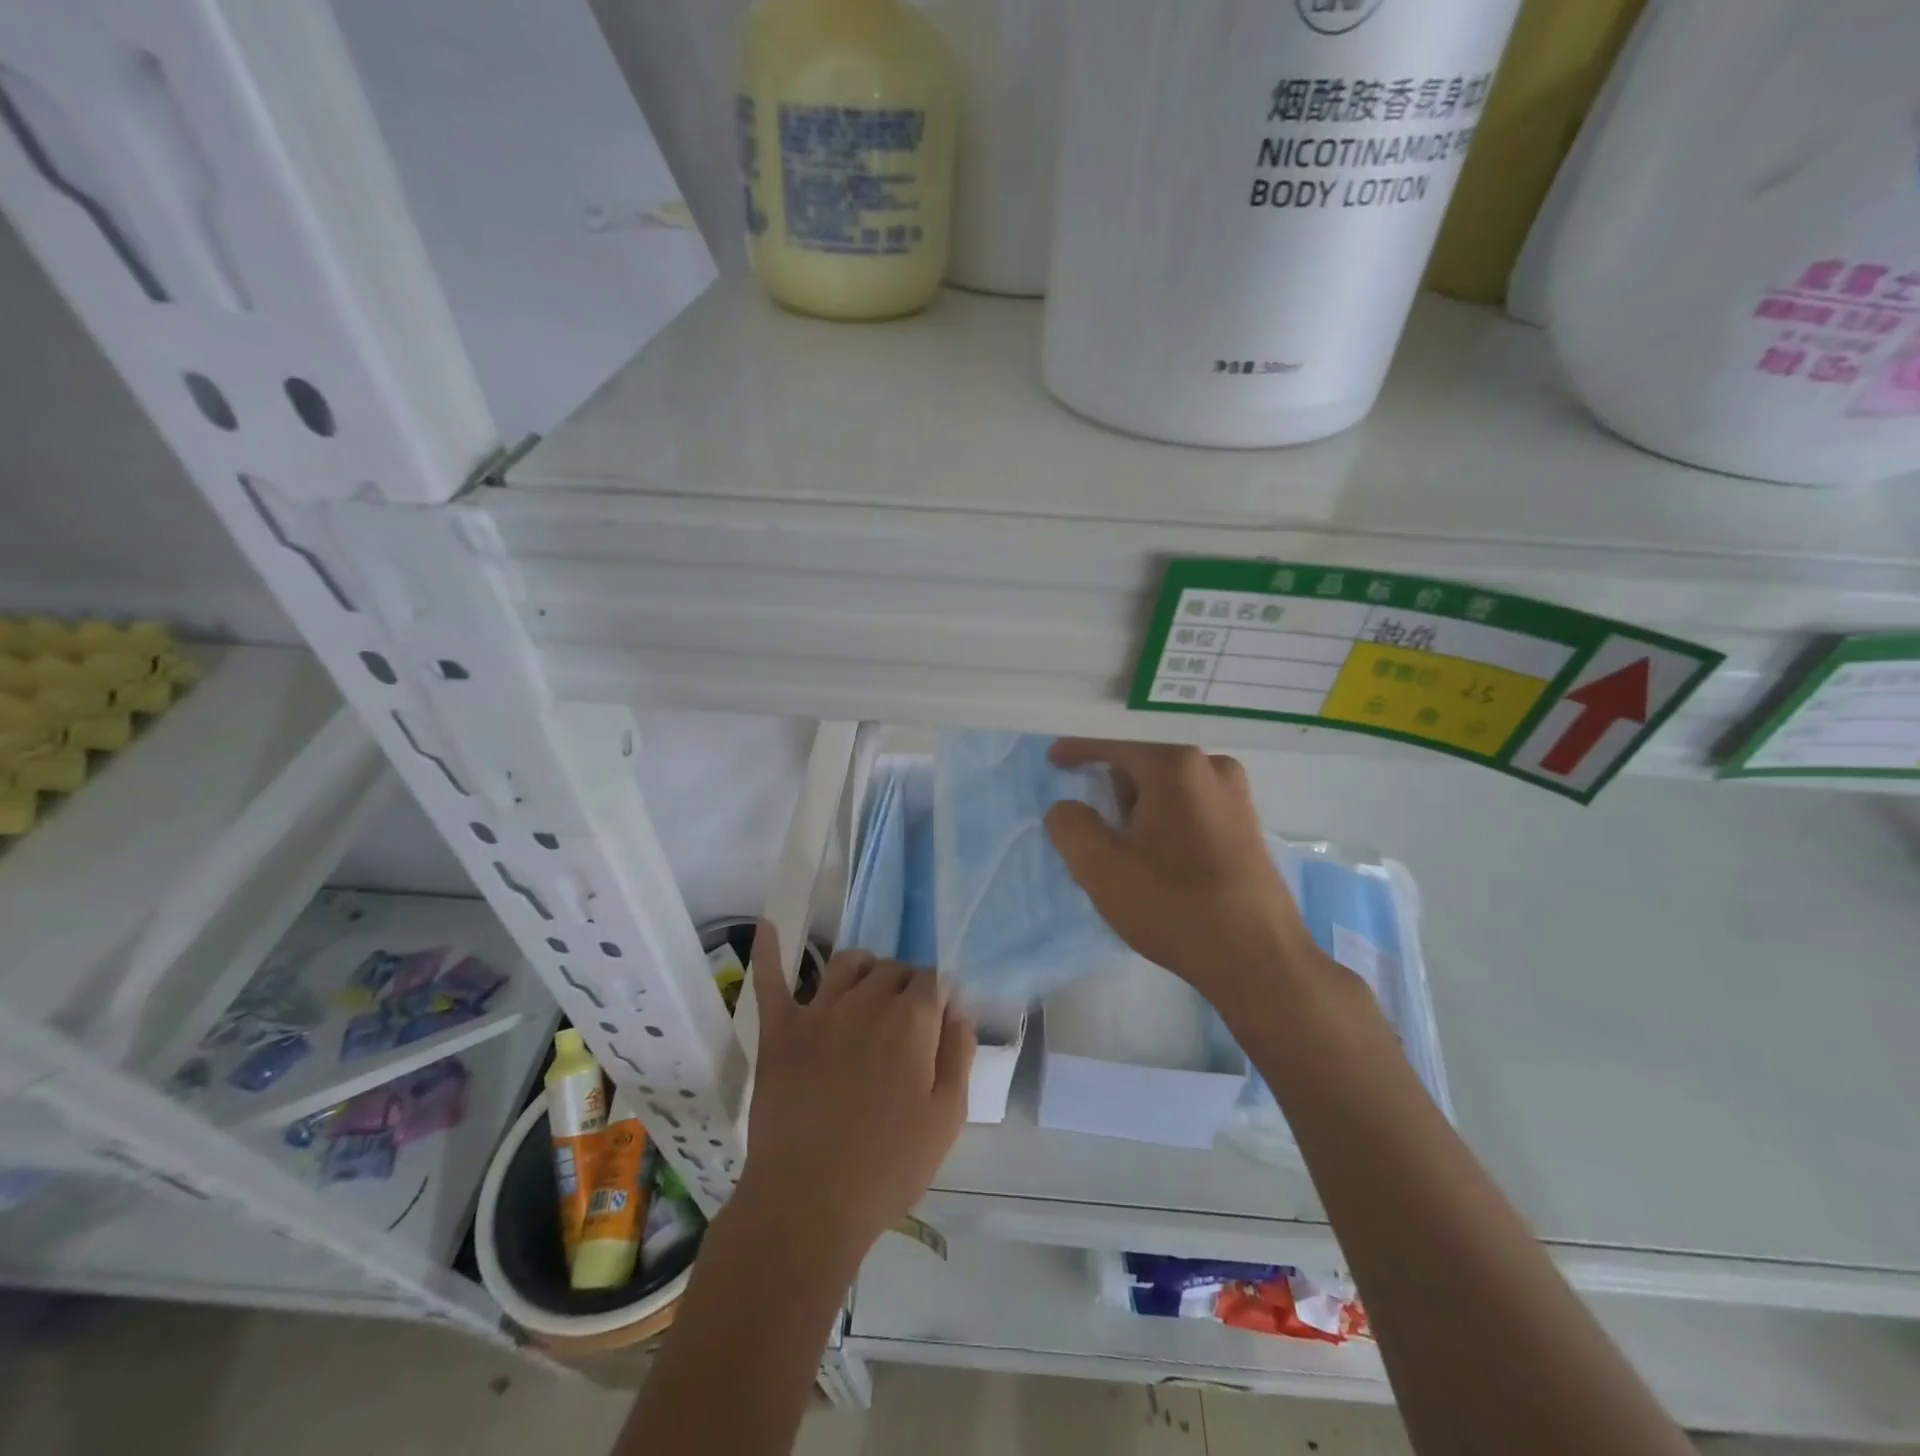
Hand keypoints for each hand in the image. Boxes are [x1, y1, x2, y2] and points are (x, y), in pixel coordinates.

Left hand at [735, 925, 976, 1273]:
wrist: (807, 1205)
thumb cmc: (888, 1167)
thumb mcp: (947, 1117)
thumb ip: (959, 1053)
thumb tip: (957, 1009)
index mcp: (910, 1020)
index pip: (933, 979)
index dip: (938, 997)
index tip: (938, 1023)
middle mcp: (865, 1001)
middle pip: (892, 968)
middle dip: (906, 985)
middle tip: (905, 1026)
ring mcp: (817, 1011)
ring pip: (846, 963)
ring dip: (864, 969)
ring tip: (868, 989)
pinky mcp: (779, 1031)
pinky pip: (771, 981)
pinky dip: (769, 951)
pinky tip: (767, 926)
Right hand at [1044, 739, 1328, 1018]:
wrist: (1257, 960)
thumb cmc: (1172, 904)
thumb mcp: (1099, 866)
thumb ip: (1069, 825)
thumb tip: (1068, 809)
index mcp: (1175, 766)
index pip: (1114, 746)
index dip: (1078, 751)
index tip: (1053, 760)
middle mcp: (1212, 768)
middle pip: (1142, 767)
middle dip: (1113, 792)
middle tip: (1096, 834)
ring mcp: (1237, 798)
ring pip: (1168, 791)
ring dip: (1140, 813)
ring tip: (1126, 857)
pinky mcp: (1248, 829)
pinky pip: (1191, 811)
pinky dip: (1166, 826)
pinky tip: (1159, 866)